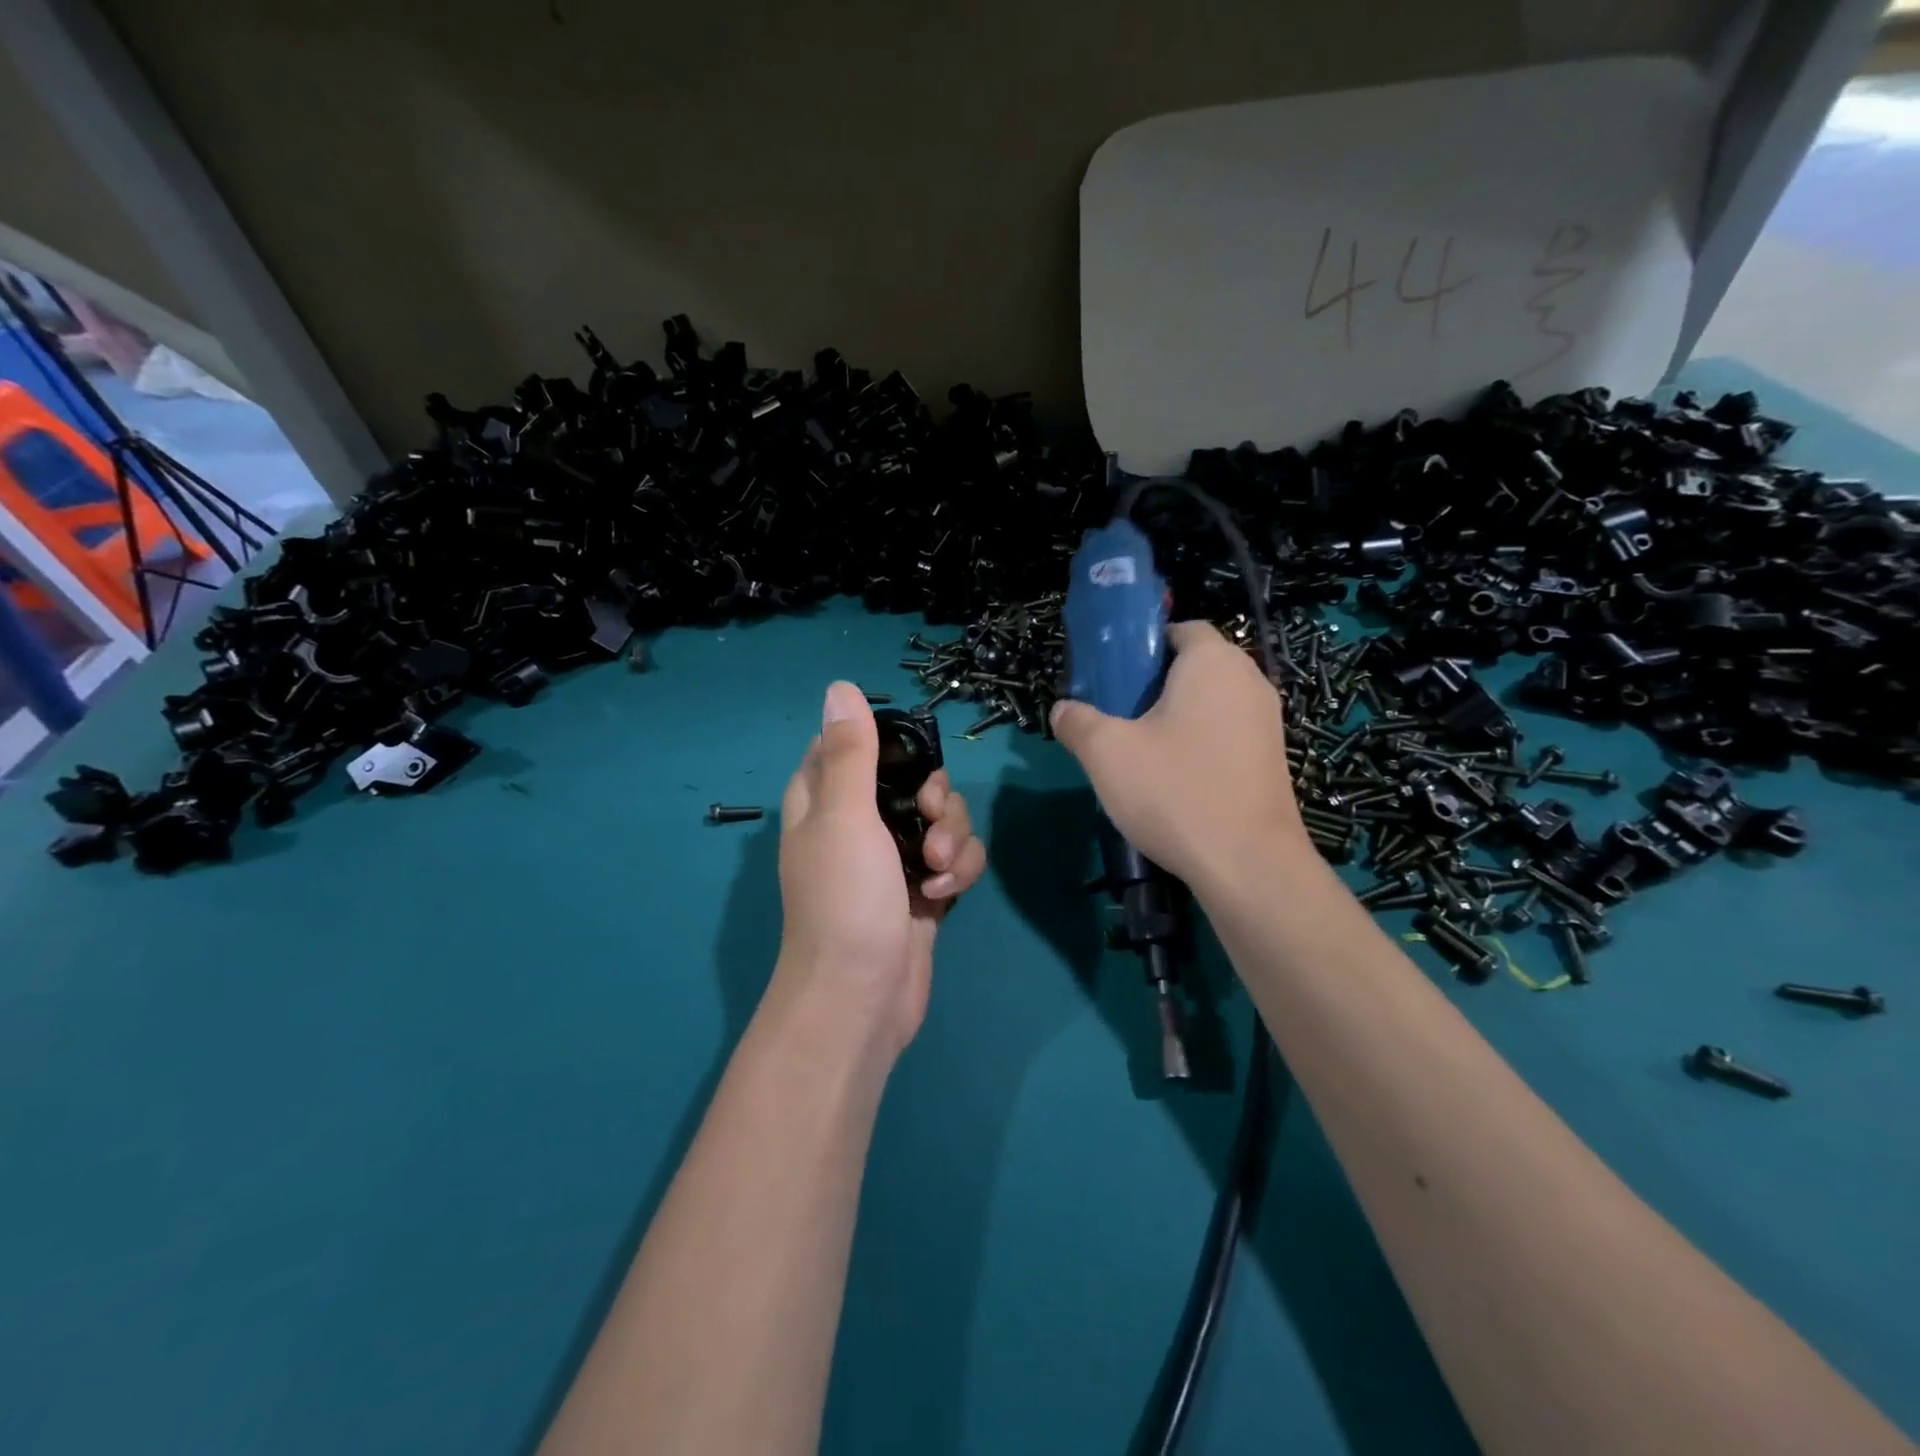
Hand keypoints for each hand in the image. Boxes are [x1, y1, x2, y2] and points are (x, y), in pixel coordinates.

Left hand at [774, 681, 986, 1054]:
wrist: (861, 996)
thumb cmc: (845, 900)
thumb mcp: (844, 816)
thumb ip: (849, 751)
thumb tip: (840, 686)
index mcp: (824, 800)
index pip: (853, 746)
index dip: (888, 745)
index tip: (910, 762)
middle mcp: (857, 823)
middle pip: (914, 779)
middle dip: (937, 798)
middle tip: (932, 821)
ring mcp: (893, 858)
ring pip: (943, 819)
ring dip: (952, 839)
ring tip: (937, 873)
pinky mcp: (924, 890)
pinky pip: (956, 859)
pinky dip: (958, 872)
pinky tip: (943, 897)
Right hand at [1050, 621, 1306, 890]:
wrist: (1248, 864)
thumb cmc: (1175, 791)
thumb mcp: (1106, 753)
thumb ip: (1077, 722)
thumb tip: (1062, 710)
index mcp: (1213, 662)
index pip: (1180, 629)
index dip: (1143, 647)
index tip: (1114, 678)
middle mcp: (1249, 681)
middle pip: (1195, 666)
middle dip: (1154, 685)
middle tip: (1118, 717)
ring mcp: (1268, 722)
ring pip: (1211, 703)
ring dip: (1177, 717)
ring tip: (1141, 752)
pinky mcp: (1273, 760)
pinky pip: (1227, 734)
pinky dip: (1200, 743)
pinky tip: (1174, 781)